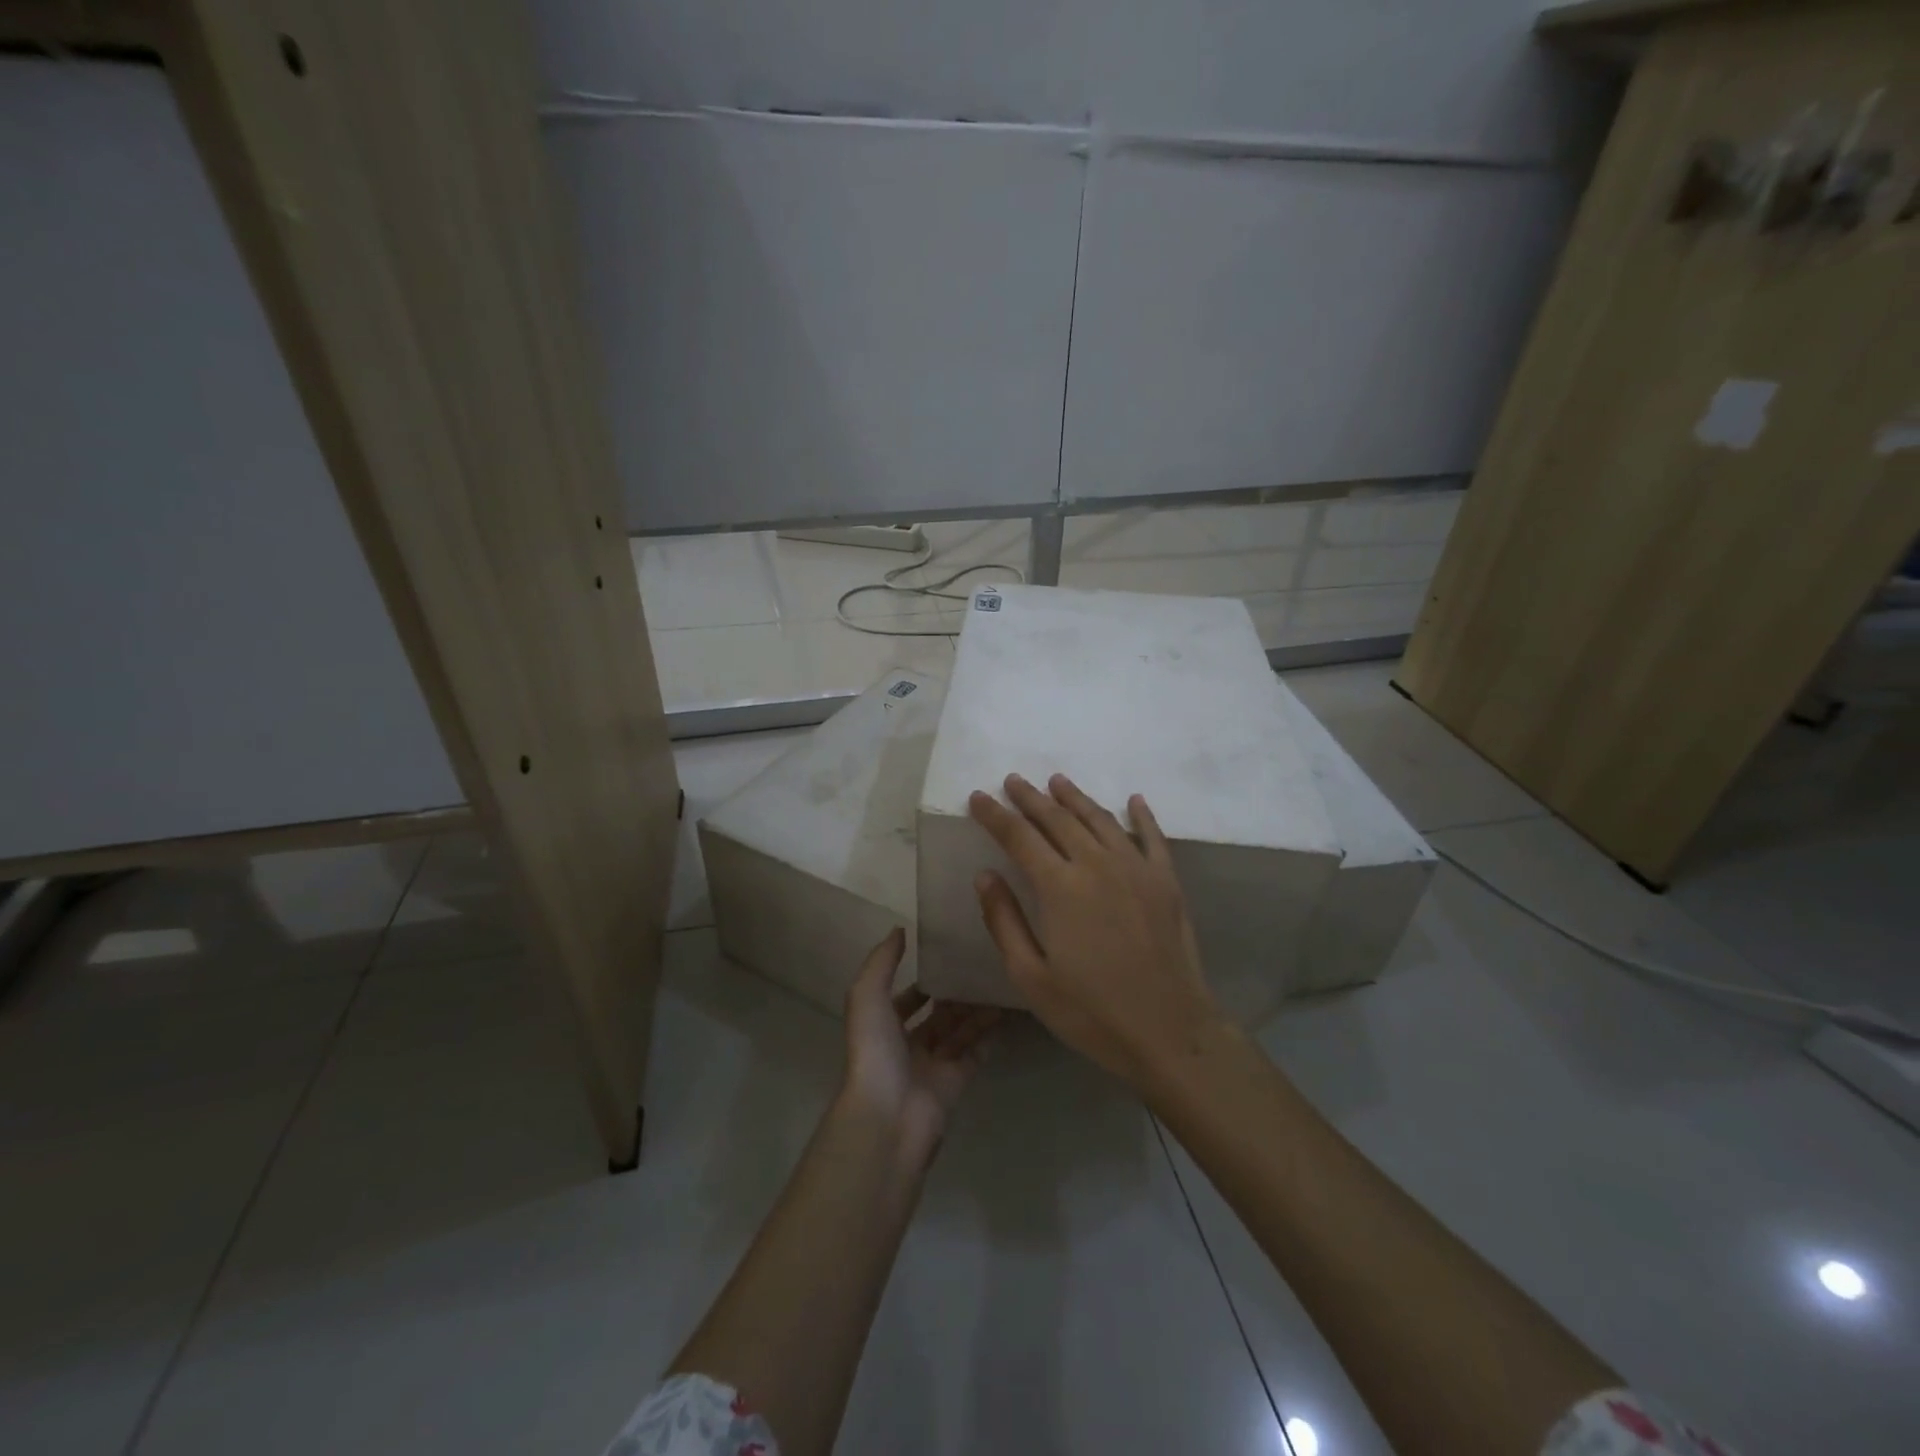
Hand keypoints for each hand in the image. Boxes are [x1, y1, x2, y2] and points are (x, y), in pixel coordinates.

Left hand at [840, 928, 1000, 1164]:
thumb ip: (882, 961)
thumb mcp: (867, 996)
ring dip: (975, 1010)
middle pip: (936, 1015)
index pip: (906, 998)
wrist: (889, 1115)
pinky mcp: (956, 1083)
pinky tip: (1006, 1011)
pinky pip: (976, 1053)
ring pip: (958, 1032)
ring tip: (998, 982)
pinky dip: (989, 1035)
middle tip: (982, 967)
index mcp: (883, 1026)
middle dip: (955, 994)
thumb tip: (900, 929)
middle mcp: (907, 1045)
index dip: (924, 980)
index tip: (950, 956)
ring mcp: (932, 1066)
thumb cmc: (874, 1051)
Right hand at [968, 774, 1226, 1091]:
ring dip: (1075, 797)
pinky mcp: (1166, 881)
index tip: (977, 797)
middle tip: (1012, 781)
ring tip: (1057, 781)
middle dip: (1031, 798)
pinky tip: (1133, 800)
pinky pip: (1152, 836)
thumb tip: (984, 875)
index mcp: (1060, 887)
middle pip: (1058, 819)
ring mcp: (1136, 869)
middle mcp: (1097, 865)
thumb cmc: (1092, 1011)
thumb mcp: (1031, 977)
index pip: (1019, 837)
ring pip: (1100, 819)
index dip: (995, 815)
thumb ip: (1004, 921)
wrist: (1169, 1031)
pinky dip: (1141, 815)